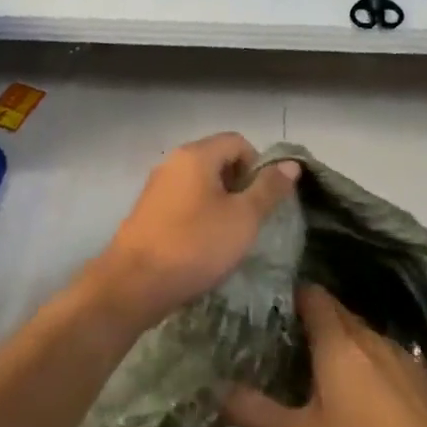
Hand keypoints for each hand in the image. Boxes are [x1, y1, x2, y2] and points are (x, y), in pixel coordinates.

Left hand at [88, 133, 299, 329]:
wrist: (135, 284)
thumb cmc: (196, 245)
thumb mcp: (243, 218)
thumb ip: (268, 188)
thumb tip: (290, 164)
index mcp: (195, 155)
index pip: (238, 142)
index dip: (259, 166)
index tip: (264, 200)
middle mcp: (172, 163)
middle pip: (217, 160)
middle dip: (240, 186)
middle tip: (250, 220)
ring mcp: (156, 187)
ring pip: (200, 184)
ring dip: (220, 204)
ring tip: (229, 236)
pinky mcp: (147, 212)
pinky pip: (183, 203)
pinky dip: (199, 216)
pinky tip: (203, 245)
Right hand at [225, 286, 426, 426]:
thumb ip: (258, 412)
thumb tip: (217, 390)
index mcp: (338, 343)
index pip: (313, 296)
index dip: (292, 295)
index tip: (272, 307)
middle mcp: (370, 338)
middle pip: (338, 313)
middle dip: (314, 319)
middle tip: (287, 340)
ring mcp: (402, 356)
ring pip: (364, 334)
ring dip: (343, 342)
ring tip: (322, 366)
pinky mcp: (424, 378)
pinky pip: (386, 356)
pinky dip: (369, 363)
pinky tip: (366, 392)